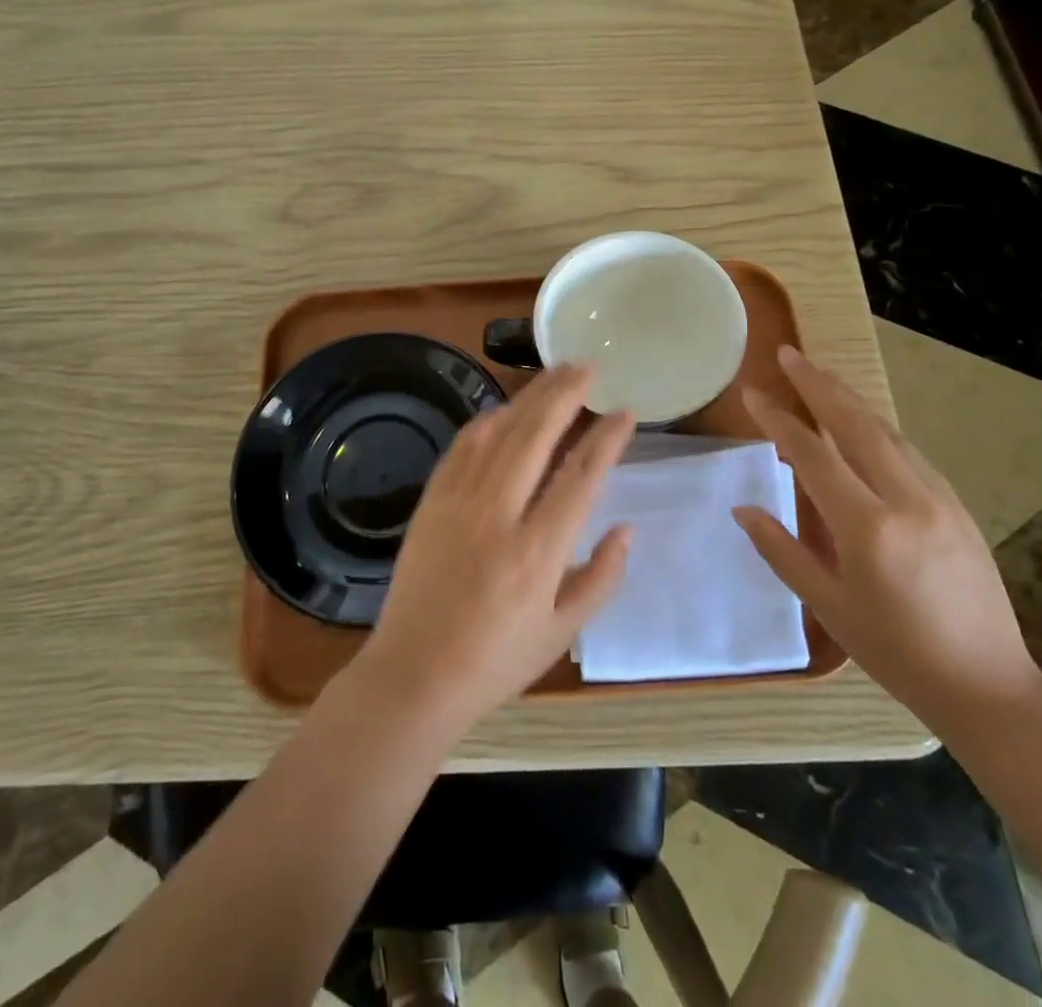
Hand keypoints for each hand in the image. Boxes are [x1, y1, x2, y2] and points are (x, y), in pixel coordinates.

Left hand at [352, 365, 635, 731]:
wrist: (414, 674)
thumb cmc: (496, 661)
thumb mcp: (562, 632)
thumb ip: (602, 578)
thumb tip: (626, 528)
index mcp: (538, 553)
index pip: (582, 477)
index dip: (607, 439)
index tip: (626, 411)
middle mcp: (499, 515)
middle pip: (536, 436)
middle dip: (565, 395)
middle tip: (588, 367)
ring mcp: (459, 503)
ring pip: (499, 432)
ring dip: (529, 397)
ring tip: (554, 374)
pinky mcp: (432, 501)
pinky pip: (462, 447)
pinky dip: (487, 421)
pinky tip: (504, 410)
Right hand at [734, 346, 1041, 737]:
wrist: (988, 687)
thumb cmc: (896, 654)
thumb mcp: (829, 607)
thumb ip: (782, 551)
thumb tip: (743, 508)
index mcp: (868, 529)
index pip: (814, 456)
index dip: (779, 420)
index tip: (752, 394)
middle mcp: (906, 501)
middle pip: (855, 425)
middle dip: (818, 385)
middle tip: (788, 354)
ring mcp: (939, 499)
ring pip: (887, 431)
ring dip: (849, 399)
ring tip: (818, 375)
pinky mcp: (957, 505)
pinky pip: (909, 452)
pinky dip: (877, 426)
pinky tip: (861, 421)